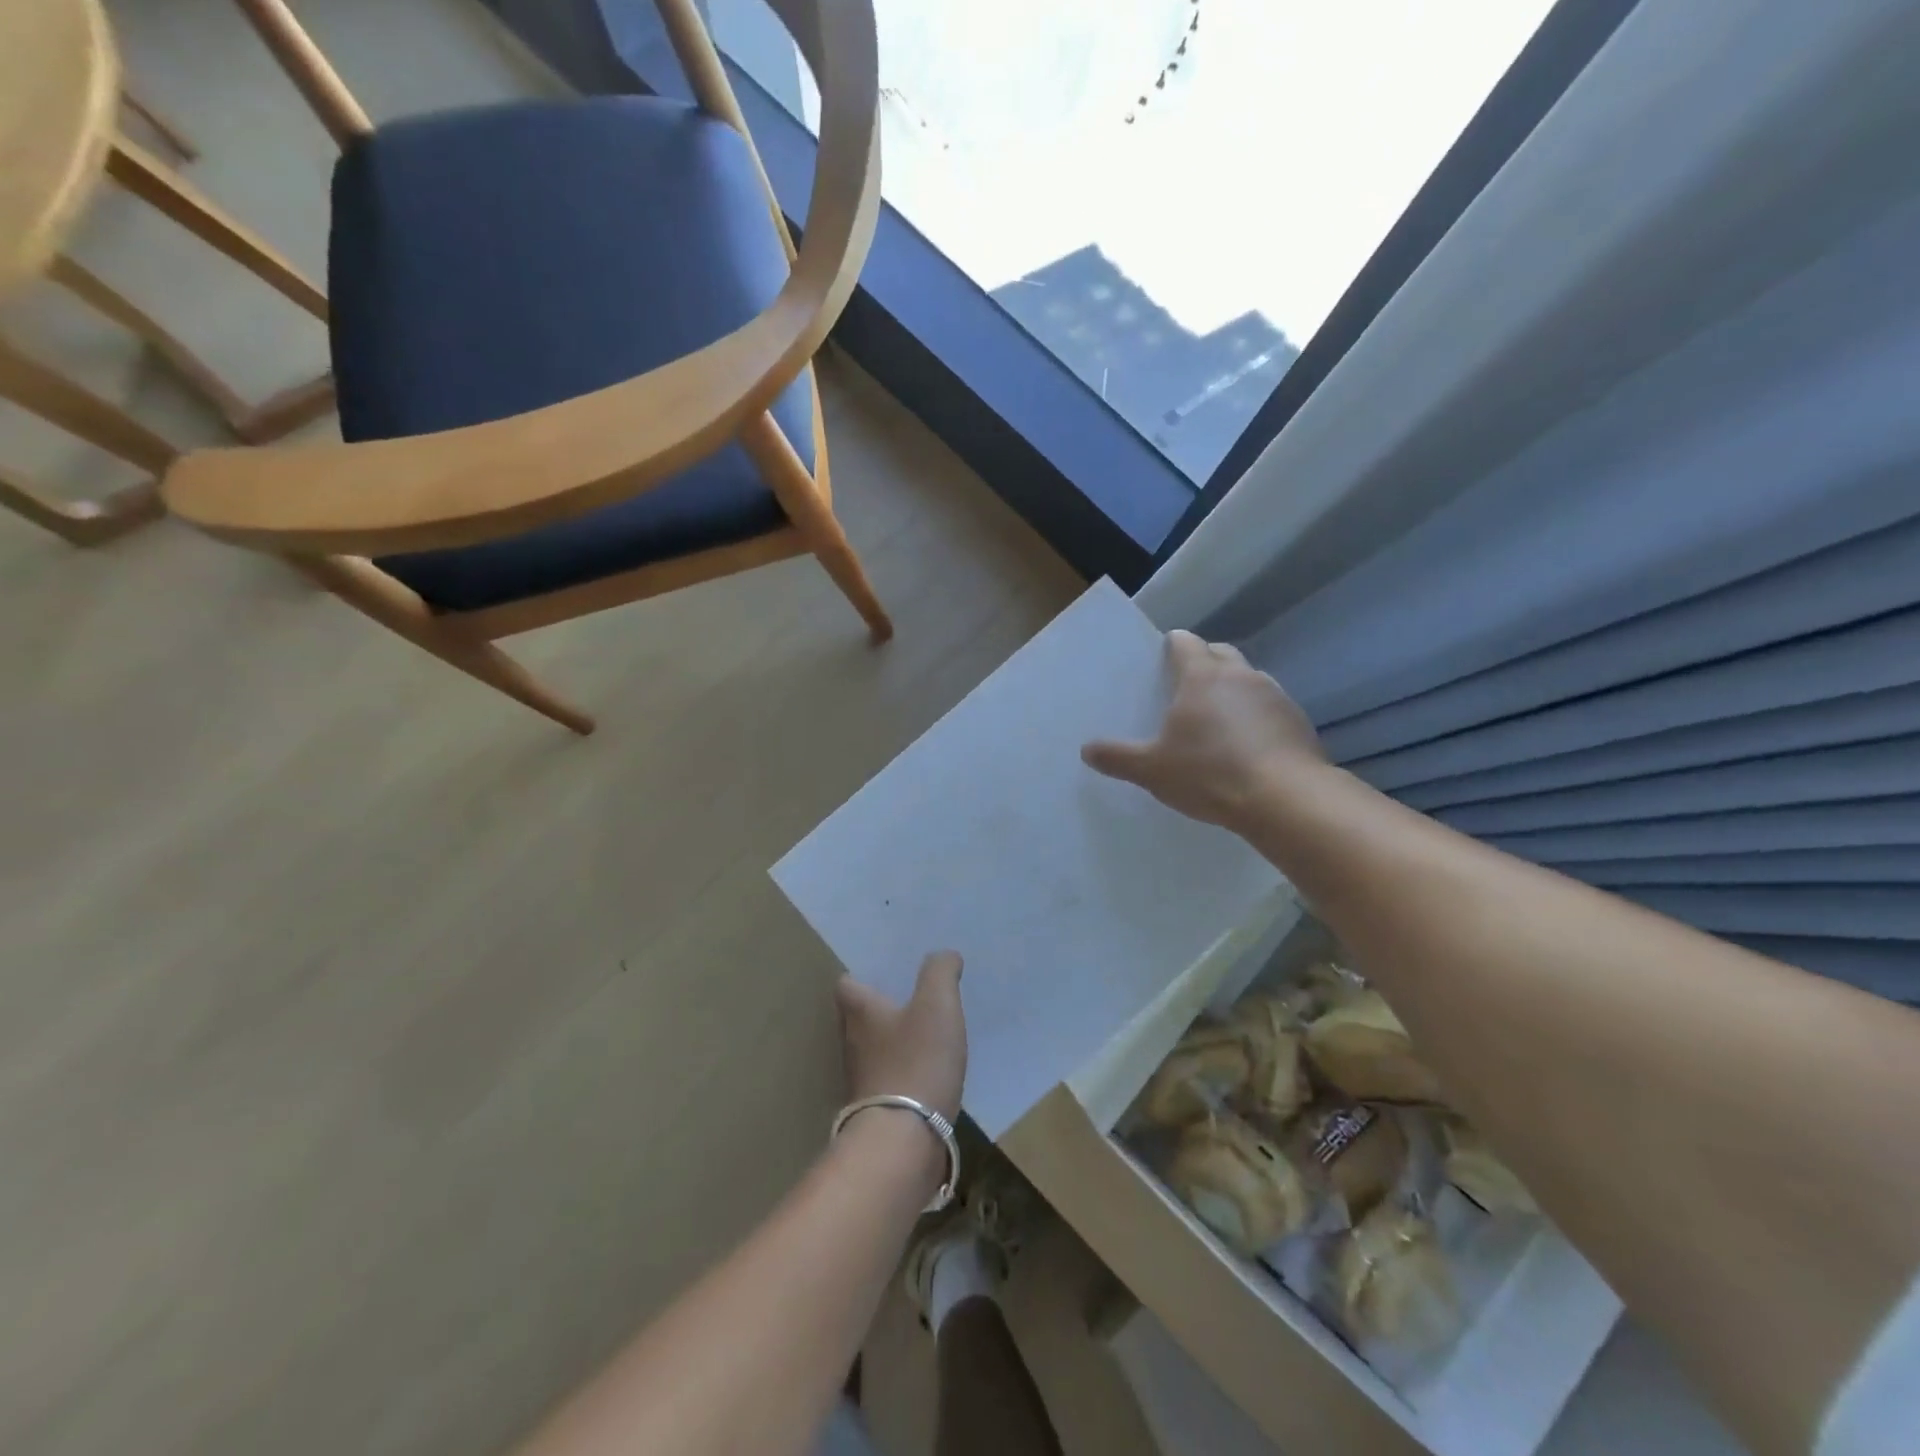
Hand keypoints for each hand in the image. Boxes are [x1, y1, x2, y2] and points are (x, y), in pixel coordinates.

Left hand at [836, 952, 966, 1121]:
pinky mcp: (878, 1110)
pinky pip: (891, 1079)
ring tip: (927, 1031)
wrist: (904, 1141)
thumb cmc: (917, 1061)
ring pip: (875, 1049)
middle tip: (913, 995)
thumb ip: (940, 972)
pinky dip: (907, 1071)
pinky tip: (931, 1071)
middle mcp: (852, 1043)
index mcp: (860, 1012)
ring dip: (895, 1041)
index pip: (847, 984)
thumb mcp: (936, 1004)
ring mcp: (863, 1080)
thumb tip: (944, 955)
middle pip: (860, 1017)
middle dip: (883, 1006)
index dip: (863, 975)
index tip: (887, 971)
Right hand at [1081, 630, 1326, 831]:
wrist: (1285, 799)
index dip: (1171, 647)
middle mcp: (1240, 675)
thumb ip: (1117, 757)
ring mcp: (1274, 695)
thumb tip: (1086, 750)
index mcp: (1201, 676)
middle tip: (1184, 689)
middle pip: (1219, 653)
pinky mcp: (1298, 720)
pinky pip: (1269, 706)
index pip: (1184, 642)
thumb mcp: (1152, 770)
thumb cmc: (1209, 773)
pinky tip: (1248, 745)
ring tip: (1217, 720)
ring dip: (1232, 690)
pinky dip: (1256, 716)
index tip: (1161, 661)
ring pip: (1248, 679)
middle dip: (1203, 662)